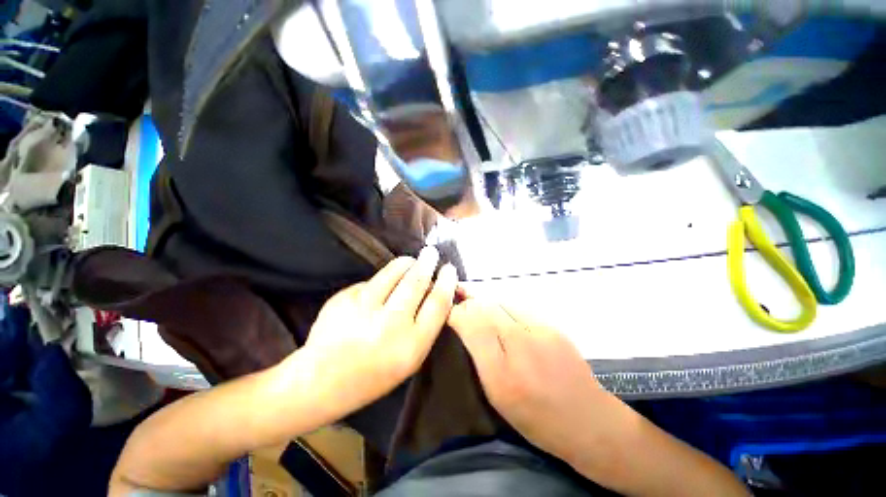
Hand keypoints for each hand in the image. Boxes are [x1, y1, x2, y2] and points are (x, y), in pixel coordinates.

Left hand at [300, 247, 456, 416]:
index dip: (446, 282)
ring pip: (393, 273)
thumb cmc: (375, 374)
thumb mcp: (411, 357)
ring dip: (406, 262)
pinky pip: (370, 281)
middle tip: (431, 252)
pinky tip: (379, 289)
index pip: (438, 303)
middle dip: (427, 262)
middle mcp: (389, 325)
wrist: (322, 381)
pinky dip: (381, 280)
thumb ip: (425, 325)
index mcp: (412, 345)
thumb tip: (434, 289)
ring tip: (410, 261)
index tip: (449, 269)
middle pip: (416, 281)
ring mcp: (363, 309)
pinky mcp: (343, 299)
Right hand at [448, 298, 607, 461]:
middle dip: (469, 304)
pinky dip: (505, 309)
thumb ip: (479, 355)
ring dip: (487, 305)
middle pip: (485, 307)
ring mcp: (539, 330)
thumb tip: (465, 325)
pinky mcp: (552, 326)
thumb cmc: (536, 418)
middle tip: (462, 307)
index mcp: (500, 370)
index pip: (469, 322)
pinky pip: (518, 308)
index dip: (456, 313)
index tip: (449, 315)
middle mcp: (519, 342)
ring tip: (481, 313)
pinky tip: (505, 320)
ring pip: (501, 303)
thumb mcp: (498, 395)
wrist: (589, 420)